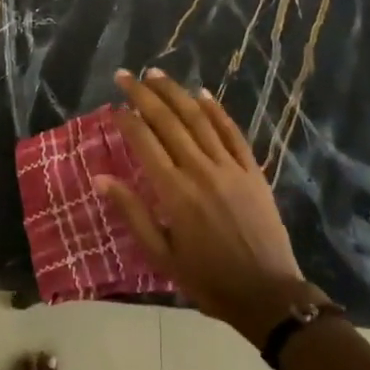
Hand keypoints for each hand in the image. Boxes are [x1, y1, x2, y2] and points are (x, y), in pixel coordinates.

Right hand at [98, 70, 311, 346]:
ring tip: (156, 74)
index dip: (127, 120)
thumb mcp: (161, 255)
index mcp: (174, 192)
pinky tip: (203, 94)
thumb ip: (132, 212)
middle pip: (168, 121)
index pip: (145, 142)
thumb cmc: (208, 279)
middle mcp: (200, 170)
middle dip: (144, 95)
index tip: (113, 106)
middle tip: (126, 76)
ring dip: (176, 93)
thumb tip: (101, 178)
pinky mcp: (252, 171)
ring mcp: (229, 167)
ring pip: (199, 119)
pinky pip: (232, 132)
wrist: (268, 294)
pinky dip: (216, 111)